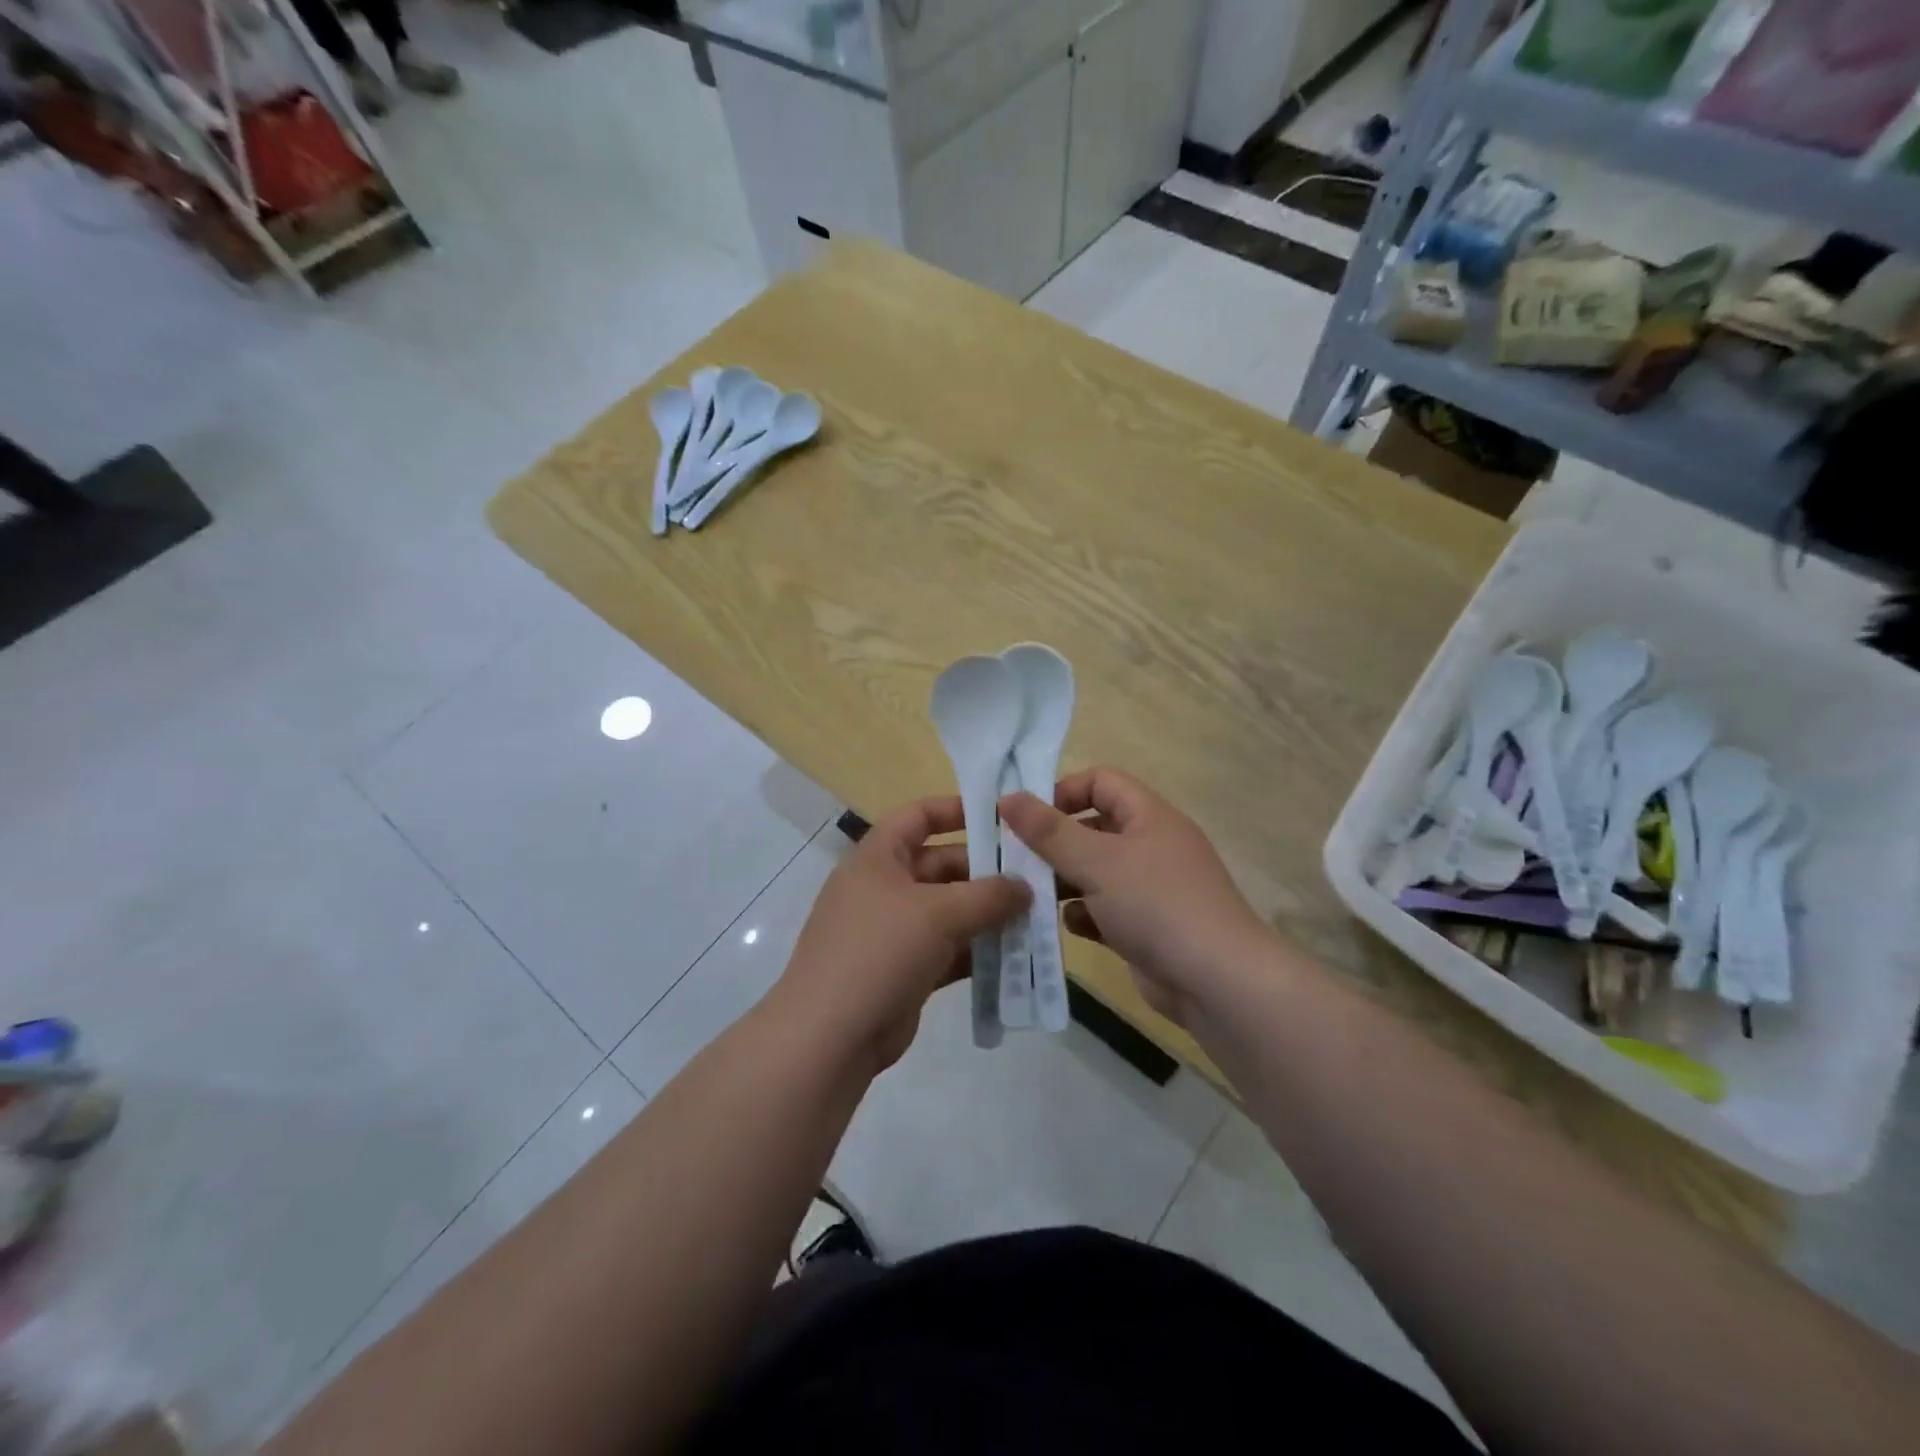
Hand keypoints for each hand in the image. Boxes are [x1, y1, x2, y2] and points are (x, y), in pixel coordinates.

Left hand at [774, 796, 1028, 1074]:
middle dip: (986, 872)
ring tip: (1035, 916)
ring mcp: (893, 931)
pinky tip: (1015, 955)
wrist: (830, 1036)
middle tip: (1035, 878)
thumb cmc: (880, 951)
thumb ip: (988, 895)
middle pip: (941, 865)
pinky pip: (948, 949)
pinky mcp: (905, 970)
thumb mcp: (938, 913)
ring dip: (987, 914)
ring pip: (949, 911)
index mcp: (878, 858)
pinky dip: (977, 950)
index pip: (918, 816)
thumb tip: (1026, 886)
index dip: (957, 810)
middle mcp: (884, 887)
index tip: (1002, 817)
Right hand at [1000, 768, 1270, 1025]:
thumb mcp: (1097, 861)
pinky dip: (1084, 915)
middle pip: (1093, 829)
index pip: (1101, 782)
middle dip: (1055, 843)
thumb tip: (1007, 797)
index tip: (1027, 818)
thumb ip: (1049, 831)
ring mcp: (1151, 889)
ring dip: (1063, 882)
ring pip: (1095, 873)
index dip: (1063, 792)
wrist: (1217, 982)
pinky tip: (1068, 927)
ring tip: (1030, 895)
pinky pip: (1104, 910)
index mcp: (1148, 816)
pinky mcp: (1146, 928)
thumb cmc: (1156, 905)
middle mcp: (1151, 846)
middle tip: (1015, 860)